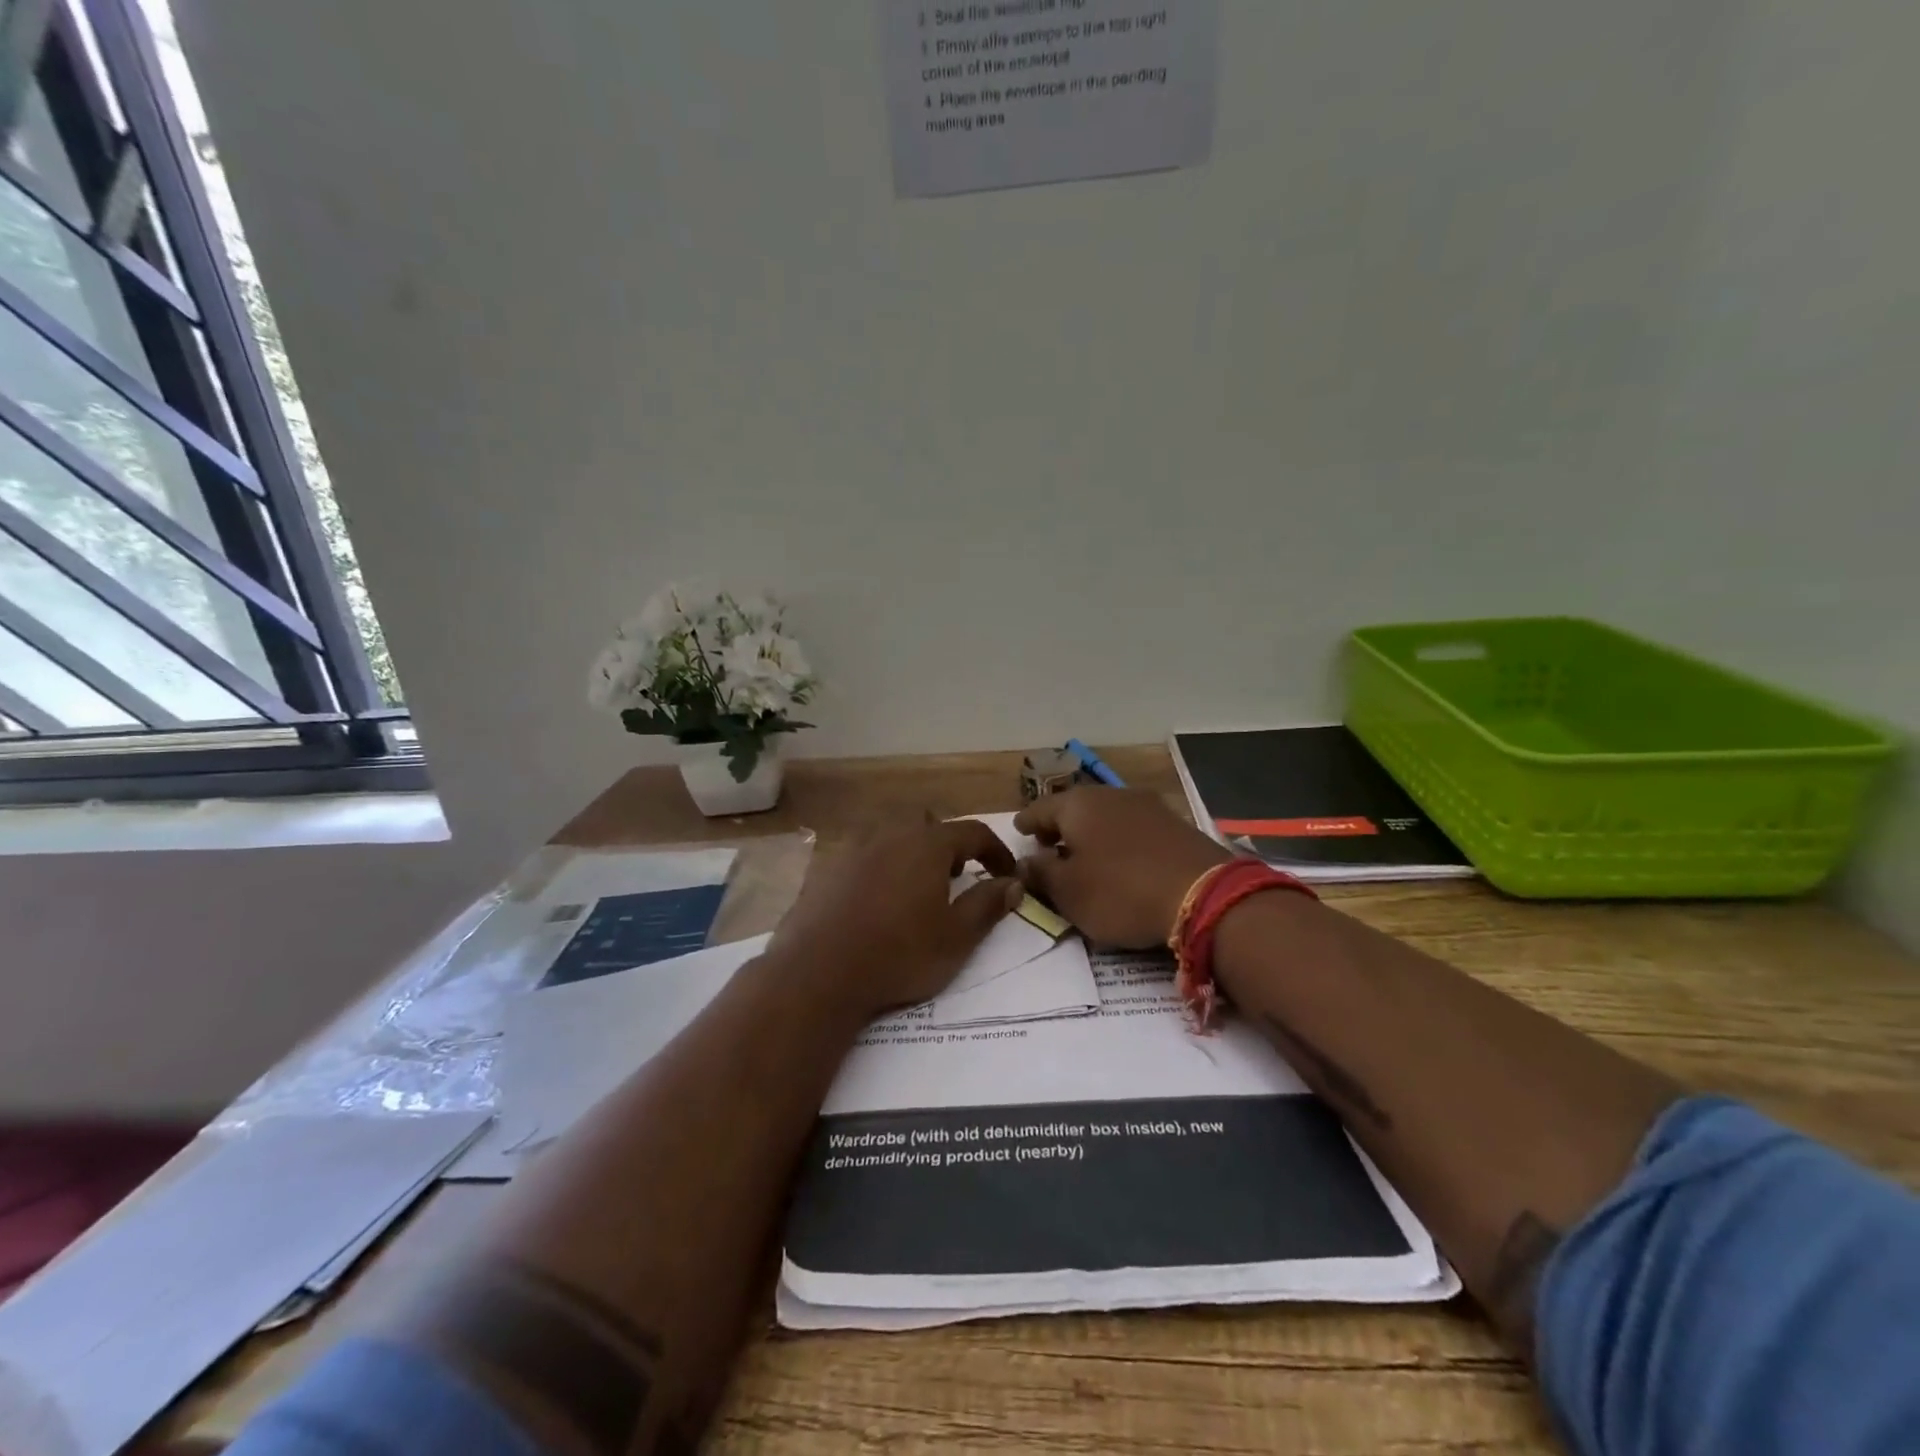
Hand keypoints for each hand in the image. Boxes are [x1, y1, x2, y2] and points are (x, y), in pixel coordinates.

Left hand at [770, 815, 1023, 1018]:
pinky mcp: (827, 870)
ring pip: (893, 838)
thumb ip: (987, 905)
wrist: (818, 974)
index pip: (973, 832)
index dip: (996, 851)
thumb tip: (1013, 883)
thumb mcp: (956, 937)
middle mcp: (890, 835)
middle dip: (949, 846)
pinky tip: (876, 904)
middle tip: (957, 878)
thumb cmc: (899, 954)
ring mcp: (853, 849)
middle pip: (929, 826)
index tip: (1007, 875)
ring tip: (916, 891)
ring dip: (912, 855)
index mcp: (927, 844)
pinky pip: (864, 857)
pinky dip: (880, 870)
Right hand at [1014, 788, 1230, 947]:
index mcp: (1078, 805)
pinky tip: (1121, 859)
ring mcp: (1147, 805)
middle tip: (1049, 846)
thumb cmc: (1121, 892)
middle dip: (1059, 826)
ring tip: (1085, 855)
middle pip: (1074, 808)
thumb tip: (1024, 862)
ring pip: (1106, 815)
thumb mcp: (1069, 892)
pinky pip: (1132, 827)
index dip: (1026, 823)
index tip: (1018, 832)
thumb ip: (1041, 874)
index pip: (1039, 809)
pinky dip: (1118, 840)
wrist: (1204, 895)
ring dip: (1091, 833)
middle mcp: (1111, 795)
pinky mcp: (1175, 823)